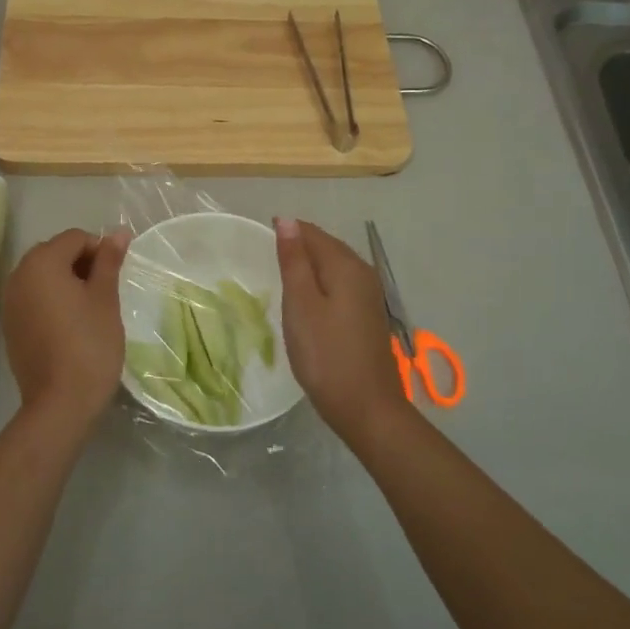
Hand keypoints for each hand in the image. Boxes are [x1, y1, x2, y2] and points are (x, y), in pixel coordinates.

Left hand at [3, 226, 129, 427]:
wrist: (60, 403)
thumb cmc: (90, 344)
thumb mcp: (105, 298)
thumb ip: (109, 260)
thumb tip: (119, 232)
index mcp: (41, 262)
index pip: (75, 238)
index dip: (100, 250)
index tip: (115, 278)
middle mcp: (18, 275)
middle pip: (55, 253)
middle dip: (81, 264)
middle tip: (104, 292)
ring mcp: (10, 302)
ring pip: (43, 277)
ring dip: (66, 282)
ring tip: (89, 310)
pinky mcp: (10, 326)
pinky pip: (33, 299)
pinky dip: (51, 301)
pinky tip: (69, 326)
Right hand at [274, 217, 412, 439]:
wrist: (366, 407)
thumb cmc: (325, 355)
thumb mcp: (301, 305)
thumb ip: (294, 261)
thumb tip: (287, 220)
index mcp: (346, 266)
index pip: (313, 234)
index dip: (287, 231)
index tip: (260, 237)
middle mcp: (363, 273)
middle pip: (327, 247)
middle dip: (299, 246)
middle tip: (266, 255)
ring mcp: (370, 296)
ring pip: (335, 267)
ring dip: (310, 266)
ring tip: (282, 274)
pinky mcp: (368, 316)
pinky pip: (341, 286)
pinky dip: (321, 284)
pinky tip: (307, 300)